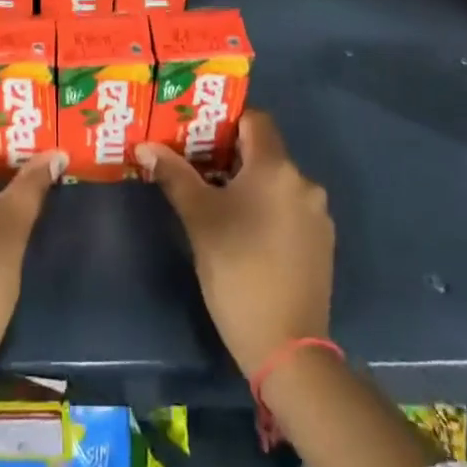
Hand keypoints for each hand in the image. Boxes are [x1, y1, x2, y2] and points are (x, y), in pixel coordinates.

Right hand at [136, 111, 332, 377]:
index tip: (197, 132)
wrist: (287, 347)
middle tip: (195, 165)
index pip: (254, 119)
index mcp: (276, 167)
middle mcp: (304, 182)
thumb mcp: (199, 219)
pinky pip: (289, 208)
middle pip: (264, 151)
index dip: (225, 120)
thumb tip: (145, 146)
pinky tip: (244, 232)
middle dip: (230, 154)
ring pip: (276, 182)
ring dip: (248, 183)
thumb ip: (174, 175)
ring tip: (215, 200)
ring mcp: (317, 214)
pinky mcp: (321, 243)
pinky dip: (267, 208)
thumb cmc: (238, 270)